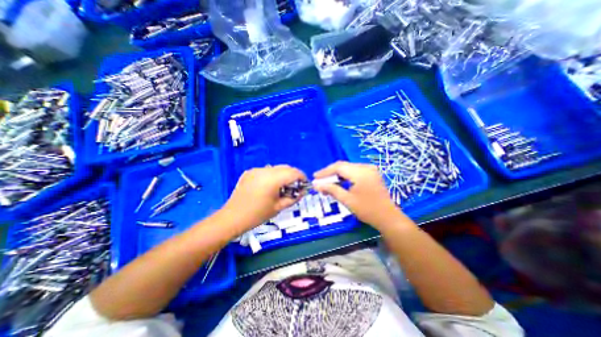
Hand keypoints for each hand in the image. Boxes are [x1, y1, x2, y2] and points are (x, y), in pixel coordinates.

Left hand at [222, 164, 305, 229]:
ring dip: (283, 175)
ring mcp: (256, 170)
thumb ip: (293, 198)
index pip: (293, 172)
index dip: (302, 177)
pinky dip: (272, 176)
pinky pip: (266, 171)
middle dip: (293, 175)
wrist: (232, 217)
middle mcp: (264, 170)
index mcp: (272, 179)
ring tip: (282, 187)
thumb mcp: (279, 207)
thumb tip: (303, 191)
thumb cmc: (257, 215)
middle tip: (295, 187)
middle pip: (285, 168)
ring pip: (276, 168)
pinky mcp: (249, 172)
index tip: (305, 184)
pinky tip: (269, 186)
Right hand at [312, 160, 405, 228]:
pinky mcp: (371, 174)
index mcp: (360, 172)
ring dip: (337, 175)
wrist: (388, 217)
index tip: (314, 177)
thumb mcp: (347, 200)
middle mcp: (366, 167)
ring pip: (348, 168)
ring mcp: (370, 170)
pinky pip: (354, 171)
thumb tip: (315, 184)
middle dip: (330, 173)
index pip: (338, 167)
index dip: (325, 171)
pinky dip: (345, 177)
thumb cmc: (367, 210)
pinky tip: (339, 183)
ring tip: (327, 183)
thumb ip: (331, 189)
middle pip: (343, 166)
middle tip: (319, 181)